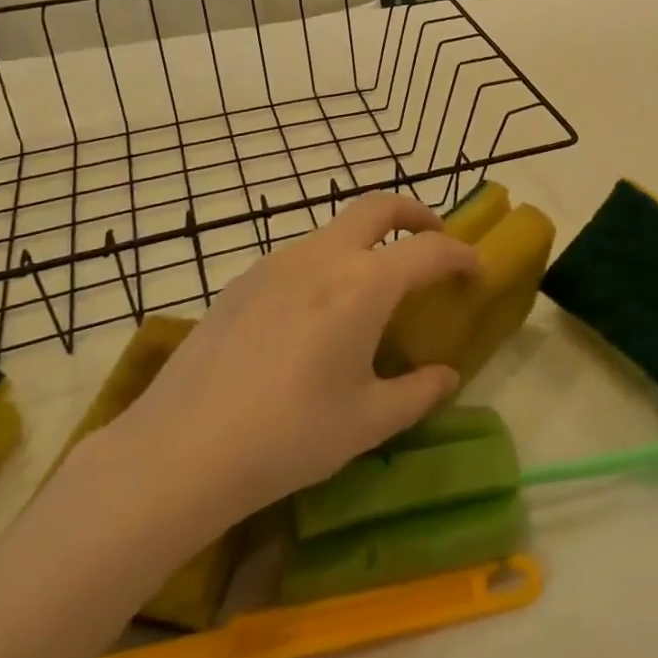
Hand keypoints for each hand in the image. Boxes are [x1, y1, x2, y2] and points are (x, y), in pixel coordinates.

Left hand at [111, 193, 480, 523]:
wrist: (181, 450)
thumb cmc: (290, 435)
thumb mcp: (368, 421)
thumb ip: (418, 392)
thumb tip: (446, 376)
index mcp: (363, 284)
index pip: (429, 250)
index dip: (461, 256)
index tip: (476, 271)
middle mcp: (322, 257)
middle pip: (377, 207)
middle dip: (415, 214)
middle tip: (433, 238)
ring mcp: (275, 263)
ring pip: (334, 230)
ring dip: (367, 242)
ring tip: (373, 289)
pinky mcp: (242, 281)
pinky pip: (299, 257)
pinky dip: (327, 265)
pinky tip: (315, 316)